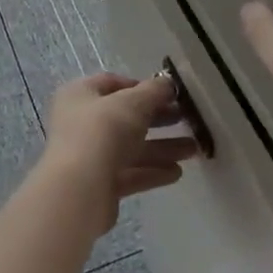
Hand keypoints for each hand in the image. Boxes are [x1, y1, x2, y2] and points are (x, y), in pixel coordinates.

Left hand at [38, 73, 196, 237]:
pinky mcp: (99, 184)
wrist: (78, 190)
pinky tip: (177, 172)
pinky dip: (152, 171)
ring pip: (130, 147)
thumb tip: (168, 83)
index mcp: (80, 95)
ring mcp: (89, 155)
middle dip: (158, 119)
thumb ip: (153, 91)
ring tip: (193, 150)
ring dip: (162, 147)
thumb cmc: (102, 131)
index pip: (112, 83)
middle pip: (125, 117)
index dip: (141, 86)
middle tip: (186, 120)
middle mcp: (80, 122)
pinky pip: (130, 173)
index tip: (169, 94)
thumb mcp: (132, 103)